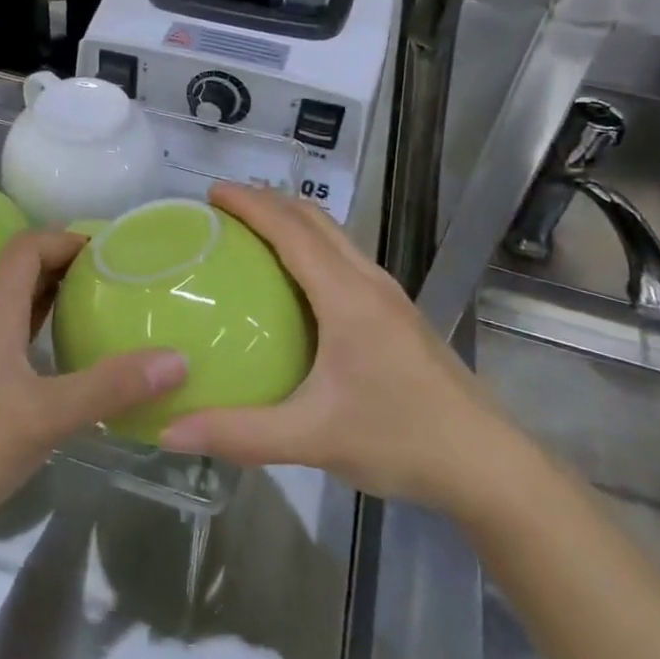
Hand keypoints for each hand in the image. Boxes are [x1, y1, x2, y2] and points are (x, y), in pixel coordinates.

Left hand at [0, 230, 185, 547]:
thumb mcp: (44, 417)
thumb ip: (109, 387)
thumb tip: (177, 358)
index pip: (26, 248)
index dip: (66, 239)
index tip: (112, 251)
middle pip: (22, 273)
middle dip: (68, 266)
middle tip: (118, 279)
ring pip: (16, 309)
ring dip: (55, 300)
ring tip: (102, 311)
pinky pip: (12, 342)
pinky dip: (42, 335)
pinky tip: (68, 363)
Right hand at [160, 185, 529, 518]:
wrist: (489, 466)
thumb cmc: (402, 441)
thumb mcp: (312, 438)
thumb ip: (239, 433)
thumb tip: (170, 429)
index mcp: (347, 296)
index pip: (291, 230)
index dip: (250, 203)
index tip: (211, 191)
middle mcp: (369, 283)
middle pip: (315, 220)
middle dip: (269, 202)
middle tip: (223, 209)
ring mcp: (389, 298)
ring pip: (335, 238)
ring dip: (293, 222)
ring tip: (251, 235)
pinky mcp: (398, 316)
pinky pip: (345, 262)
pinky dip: (311, 249)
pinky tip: (295, 286)